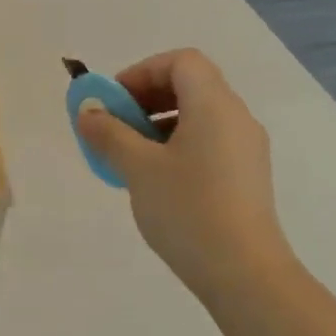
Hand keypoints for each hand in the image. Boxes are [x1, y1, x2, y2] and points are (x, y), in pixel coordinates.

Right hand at [77, 49, 291, 298]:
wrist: (244, 273)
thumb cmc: (187, 209)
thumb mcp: (137, 168)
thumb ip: (109, 133)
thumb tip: (88, 111)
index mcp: (214, 105)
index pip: (181, 62)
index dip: (141, 72)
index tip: (113, 103)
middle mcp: (236, 118)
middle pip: (190, 86)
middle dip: (145, 99)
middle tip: (114, 127)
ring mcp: (246, 149)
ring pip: (197, 116)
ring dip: (158, 125)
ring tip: (129, 158)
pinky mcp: (246, 177)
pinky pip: (207, 143)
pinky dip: (177, 146)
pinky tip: (156, 181)